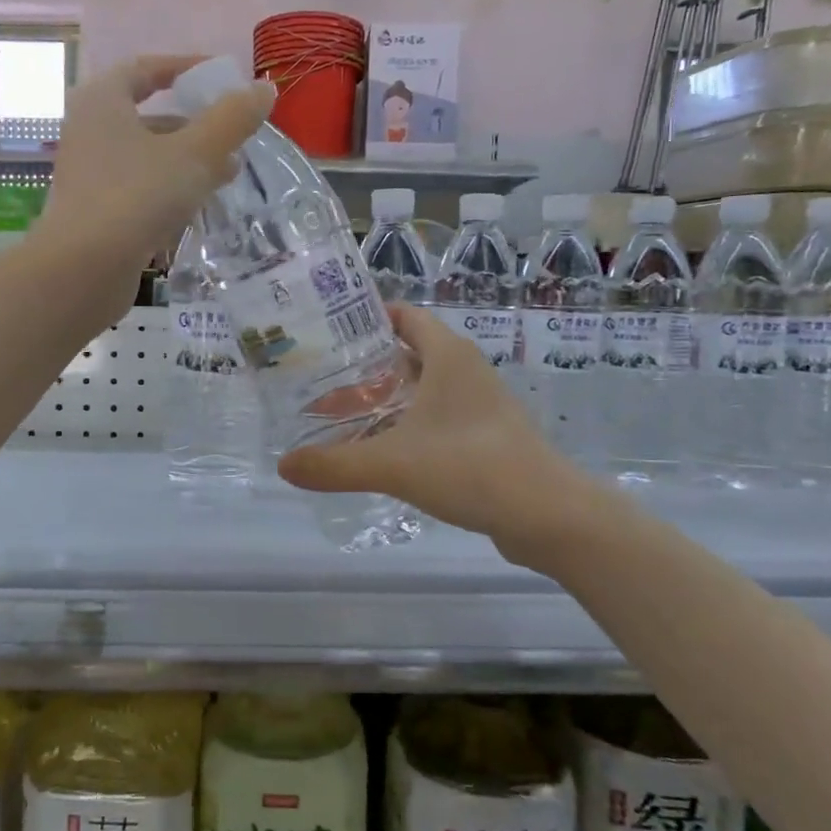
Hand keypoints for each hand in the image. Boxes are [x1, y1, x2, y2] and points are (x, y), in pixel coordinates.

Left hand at [39, 55, 272, 285]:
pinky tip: (198, 207)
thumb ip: (231, 119)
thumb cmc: (136, 196)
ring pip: (146, 156)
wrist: (83, 270)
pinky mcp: (94, 212)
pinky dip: (169, 189)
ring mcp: (89, 174)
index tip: (222, 77)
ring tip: (228, 174)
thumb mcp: (194, 153)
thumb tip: (264, 89)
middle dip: (194, 123)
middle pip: (148, 115)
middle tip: (233, 133)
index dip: (186, 68)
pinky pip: (139, 188)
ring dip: (187, 160)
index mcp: (102, 100)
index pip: (147, 69)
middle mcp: (88, 130)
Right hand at [278, 304, 598, 567]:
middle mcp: (466, 371)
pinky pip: (438, 418)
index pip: (405, 316)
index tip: (329, 332)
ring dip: (387, 399)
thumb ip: (335, 465)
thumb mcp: (392, 464)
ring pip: (423, 390)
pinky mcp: (487, 437)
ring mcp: (481, 405)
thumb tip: (283, 466)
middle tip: (322, 381)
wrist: (547, 514)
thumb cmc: (469, 467)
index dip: (368, 318)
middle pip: (408, 354)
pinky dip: (408, 425)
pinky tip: (383, 451)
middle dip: (366, 366)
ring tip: (343, 417)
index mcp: (448, 356)